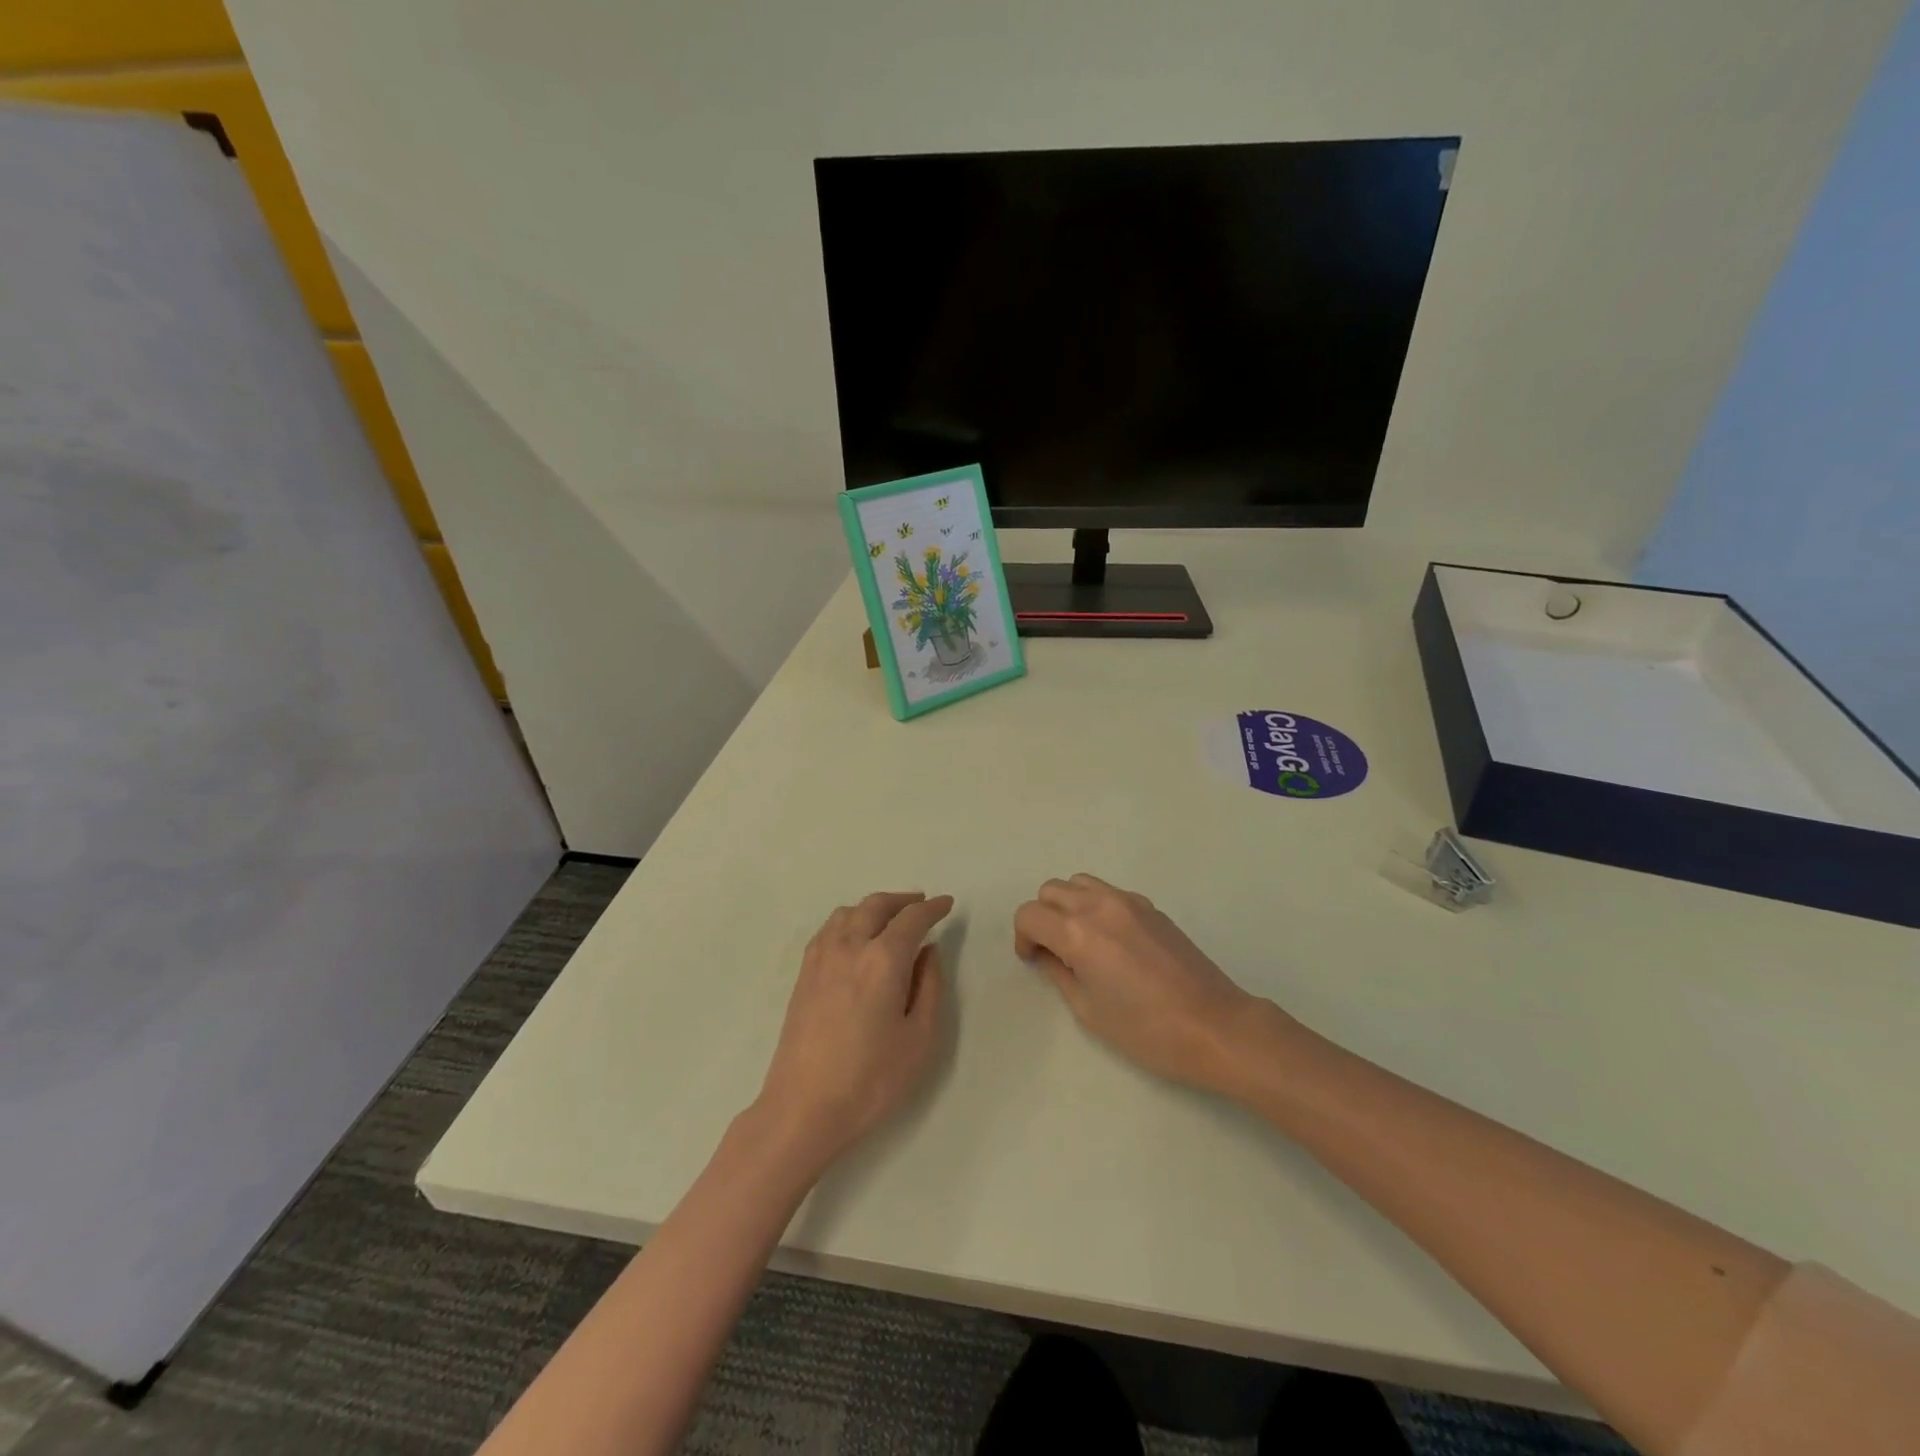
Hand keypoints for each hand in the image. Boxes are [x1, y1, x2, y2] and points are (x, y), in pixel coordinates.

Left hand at [753, 891, 953, 1179]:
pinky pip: (828, 929)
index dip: (933, 908)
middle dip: (903, 900)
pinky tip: (856, 937)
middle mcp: (850, 946)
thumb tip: (928, 952)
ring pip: (849, 912)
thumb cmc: (871, 1079)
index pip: (912, 919)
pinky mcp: (804, 974)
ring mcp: (821, 958)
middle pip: (877, 905)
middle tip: (921, 905)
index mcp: (883, 959)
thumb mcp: (920, 1039)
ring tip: (890, 919)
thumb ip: (930, 987)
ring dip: (874, 907)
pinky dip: (849, 920)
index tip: (947, 903)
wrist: (803, 1108)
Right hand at [1015, 874, 1271, 1093]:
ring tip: (1080, 939)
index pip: (1030, 914)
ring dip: (1068, 904)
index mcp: (1078, 932)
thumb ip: (1060, 973)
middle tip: (1053, 950)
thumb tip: (1049, 955)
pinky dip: (1095, 905)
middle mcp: (1099, 905)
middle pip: (1051, 890)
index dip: (1023, 937)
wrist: (1214, 1025)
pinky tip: (1111, 940)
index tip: (1034, 961)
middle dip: (1042, 917)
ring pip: (1079, 882)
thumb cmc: (1146, 1030)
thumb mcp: (1089, 1010)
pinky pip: (1108, 891)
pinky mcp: (1151, 907)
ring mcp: (1128, 901)